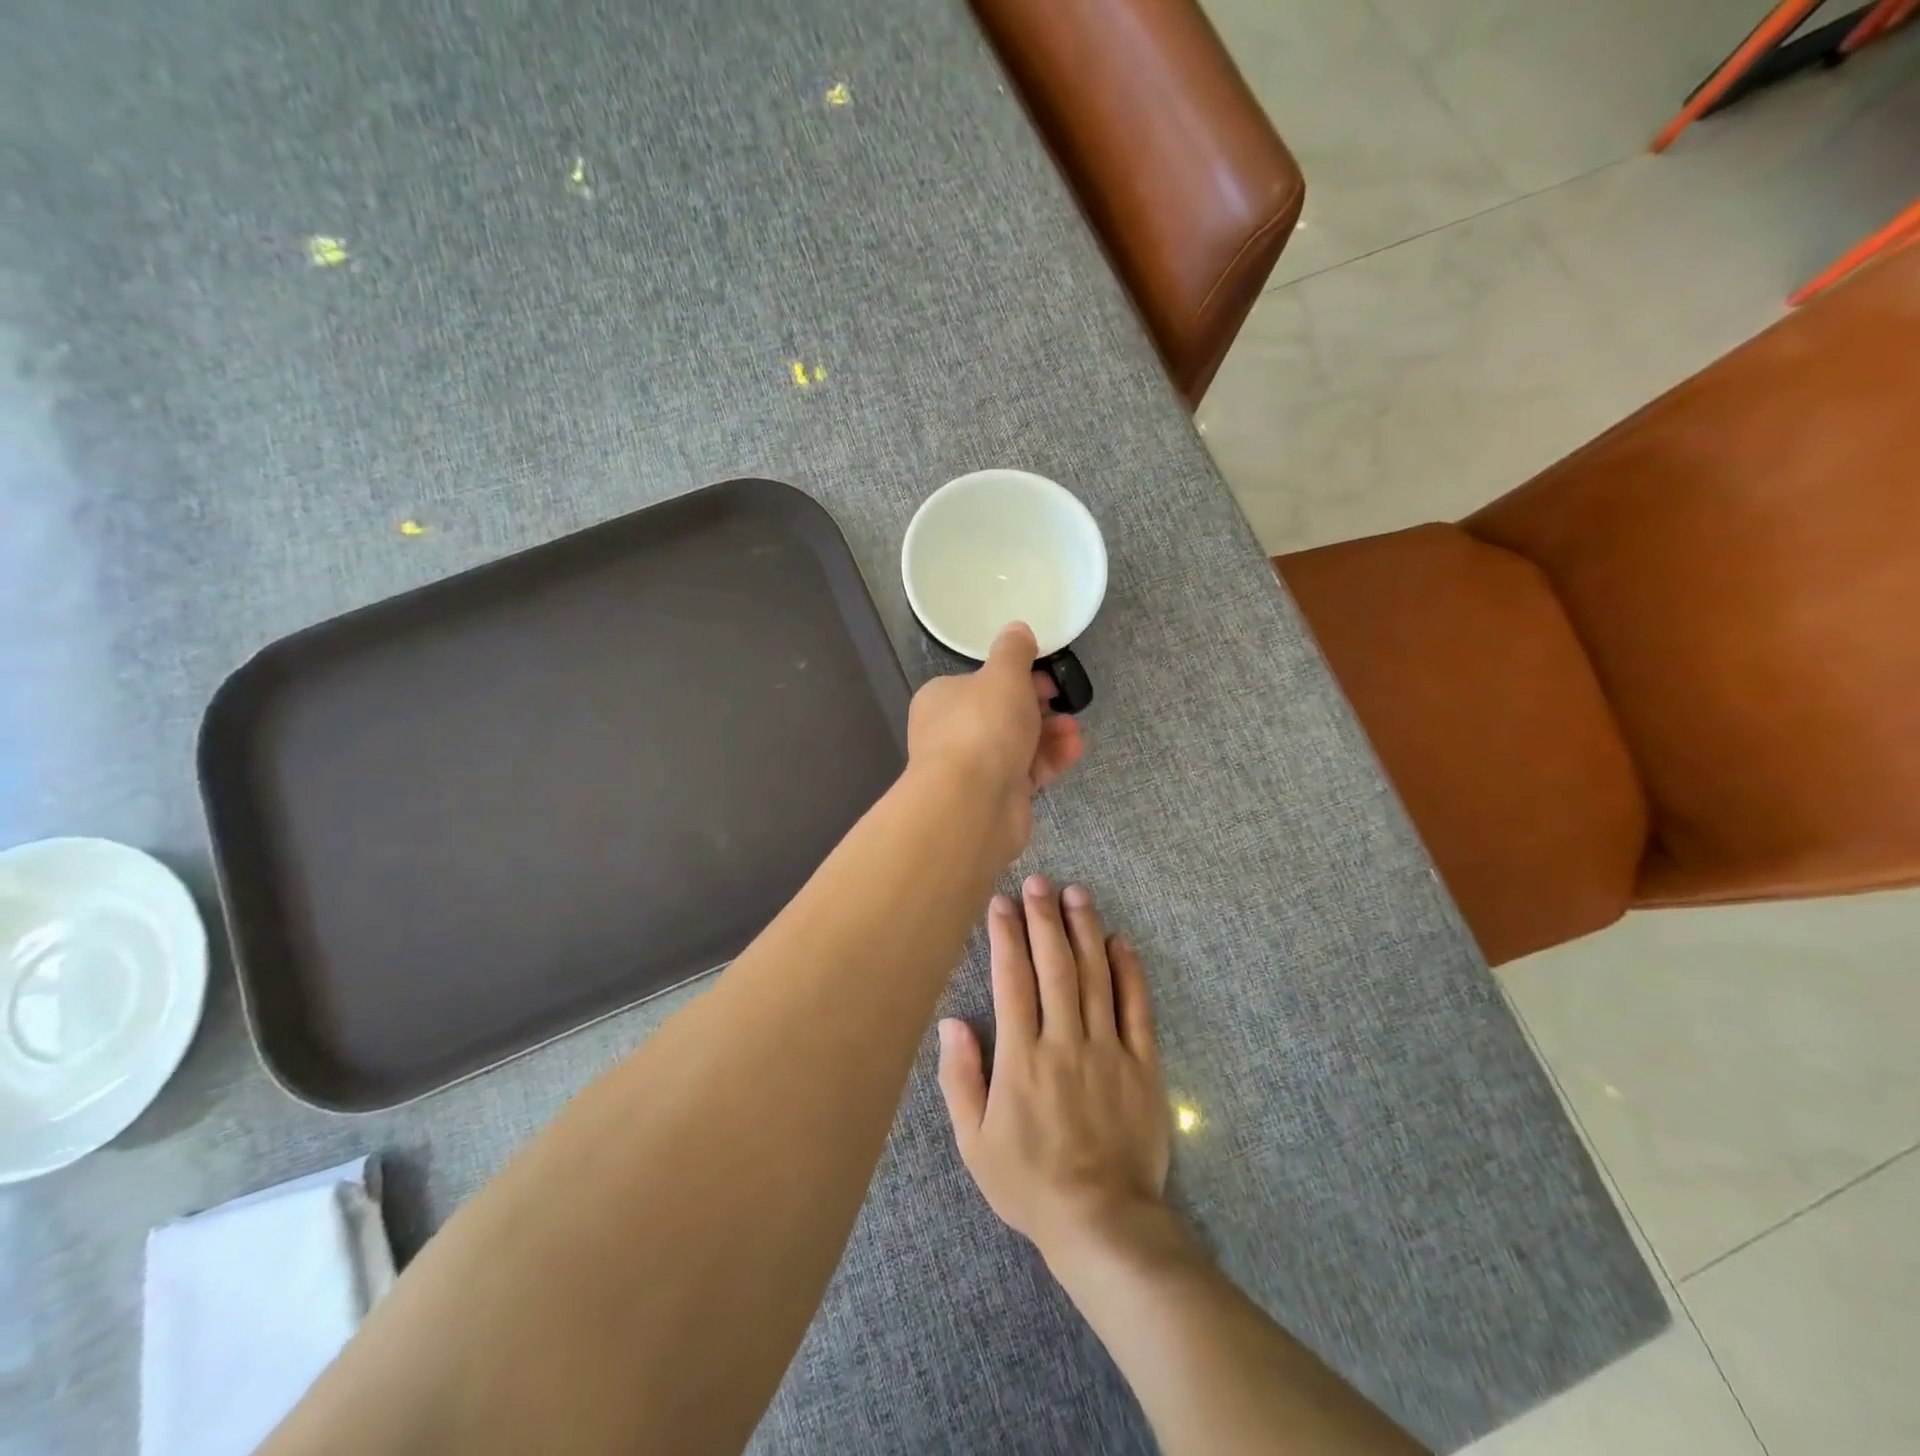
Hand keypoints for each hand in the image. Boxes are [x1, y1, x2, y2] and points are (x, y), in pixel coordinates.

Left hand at [906, 623, 1083, 857]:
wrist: (972, 803)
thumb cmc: (983, 726)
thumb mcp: (1003, 674)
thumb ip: (1014, 651)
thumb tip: (1017, 629)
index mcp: (942, 700)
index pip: (979, 682)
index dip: (1014, 676)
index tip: (1044, 674)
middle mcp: (952, 733)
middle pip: (1001, 713)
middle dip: (1038, 706)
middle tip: (1063, 700)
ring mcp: (973, 768)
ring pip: (1017, 744)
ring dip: (1050, 733)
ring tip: (1074, 729)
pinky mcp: (995, 796)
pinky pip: (1027, 771)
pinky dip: (1050, 760)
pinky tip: (1073, 750)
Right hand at [936, 877, 1170, 1269]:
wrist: (1103, 1223)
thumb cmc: (1030, 1182)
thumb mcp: (975, 1142)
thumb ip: (960, 1078)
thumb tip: (951, 1022)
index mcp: (1021, 1058)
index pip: (1012, 980)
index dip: (1007, 936)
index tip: (1002, 902)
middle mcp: (1065, 1041)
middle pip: (1055, 966)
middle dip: (1045, 919)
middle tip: (1039, 882)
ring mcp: (1108, 1050)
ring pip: (1095, 976)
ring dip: (1085, 931)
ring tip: (1077, 894)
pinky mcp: (1142, 1065)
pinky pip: (1137, 1008)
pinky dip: (1130, 971)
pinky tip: (1121, 941)